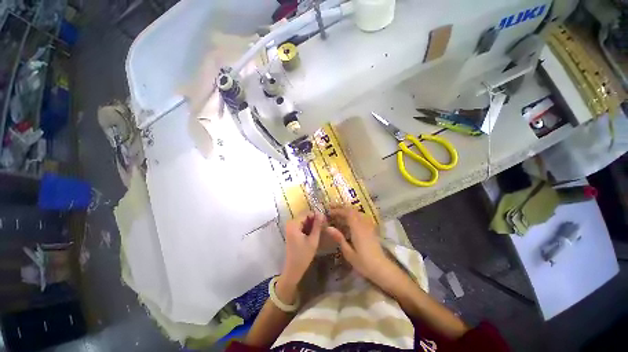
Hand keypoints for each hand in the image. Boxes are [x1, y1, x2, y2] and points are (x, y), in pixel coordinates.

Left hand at [281, 212, 323, 286]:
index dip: (316, 214)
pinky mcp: (292, 232)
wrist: (293, 269)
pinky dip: (308, 227)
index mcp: (294, 224)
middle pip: (304, 216)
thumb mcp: (313, 240)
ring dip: (312, 223)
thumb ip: (317, 225)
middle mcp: (290, 223)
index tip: (325, 220)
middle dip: (314, 219)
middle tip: (324, 225)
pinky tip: (315, 232)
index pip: (306, 213)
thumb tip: (321, 213)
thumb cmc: (303, 255)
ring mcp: (290, 228)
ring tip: (321, 229)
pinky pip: (301, 225)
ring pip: (304, 220)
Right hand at [327, 207, 393, 281]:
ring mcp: (369, 226)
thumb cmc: (364, 263)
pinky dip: (354, 215)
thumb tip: (328, 227)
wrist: (382, 269)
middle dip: (342, 208)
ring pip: (358, 212)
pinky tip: (350, 220)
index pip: (347, 213)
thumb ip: (339, 238)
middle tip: (332, 210)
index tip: (329, 212)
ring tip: (339, 213)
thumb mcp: (348, 253)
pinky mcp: (371, 229)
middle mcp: (364, 224)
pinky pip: (361, 217)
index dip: (338, 210)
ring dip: (348, 211)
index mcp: (357, 229)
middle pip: (352, 210)